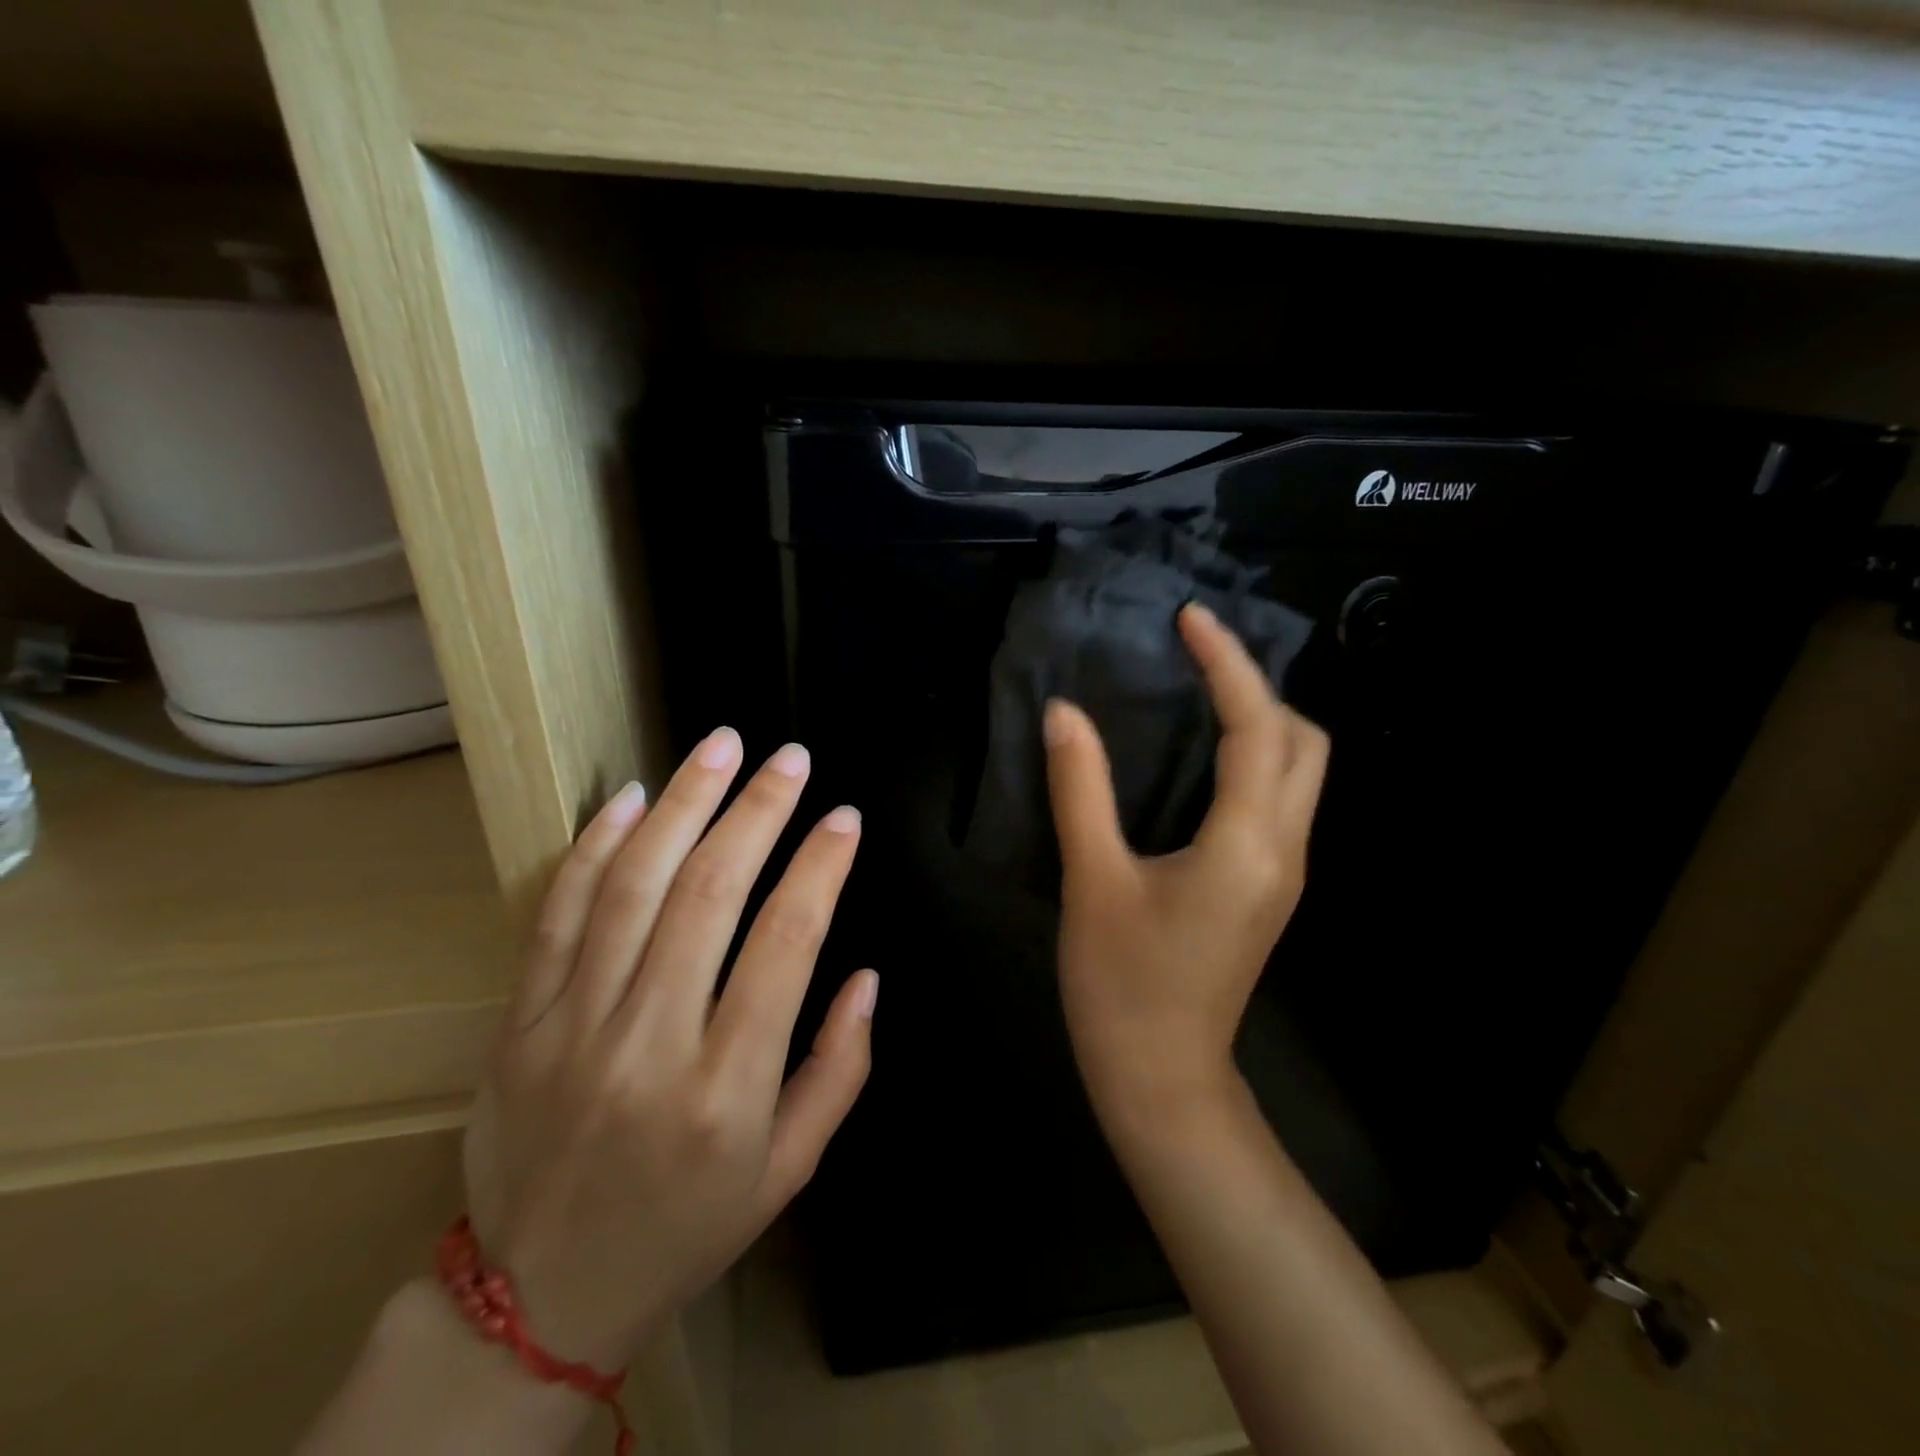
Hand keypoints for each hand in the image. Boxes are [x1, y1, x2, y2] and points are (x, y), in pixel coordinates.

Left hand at [462, 729, 877, 1371]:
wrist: (540, 1298)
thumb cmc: (688, 1227)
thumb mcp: (789, 1170)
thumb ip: (840, 1069)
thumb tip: (866, 977)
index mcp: (726, 1089)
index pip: (785, 944)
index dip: (820, 868)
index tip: (844, 818)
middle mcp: (650, 1045)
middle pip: (709, 895)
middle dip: (757, 812)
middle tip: (790, 758)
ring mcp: (573, 1028)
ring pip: (632, 887)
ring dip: (684, 805)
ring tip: (721, 747)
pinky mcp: (520, 1022)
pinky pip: (558, 915)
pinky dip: (595, 847)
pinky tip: (632, 797)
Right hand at [1043, 601, 1328, 1125]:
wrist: (1161, 1077)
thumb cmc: (1122, 983)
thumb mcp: (1094, 881)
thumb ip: (1081, 790)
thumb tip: (1064, 713)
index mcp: (1248, 844)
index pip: (1257, 728)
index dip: (1227, 664)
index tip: (1189, 620)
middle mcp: (1284, 850)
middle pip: (1305, 742)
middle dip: (1259, 687)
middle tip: (1195, 660)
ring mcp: (1284, 872)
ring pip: (1301, 771)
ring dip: (1262, 720)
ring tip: (1198, 692)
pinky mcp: (1267, 887)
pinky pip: (1279, 799)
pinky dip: (1253, 757)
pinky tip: (1200, 757)